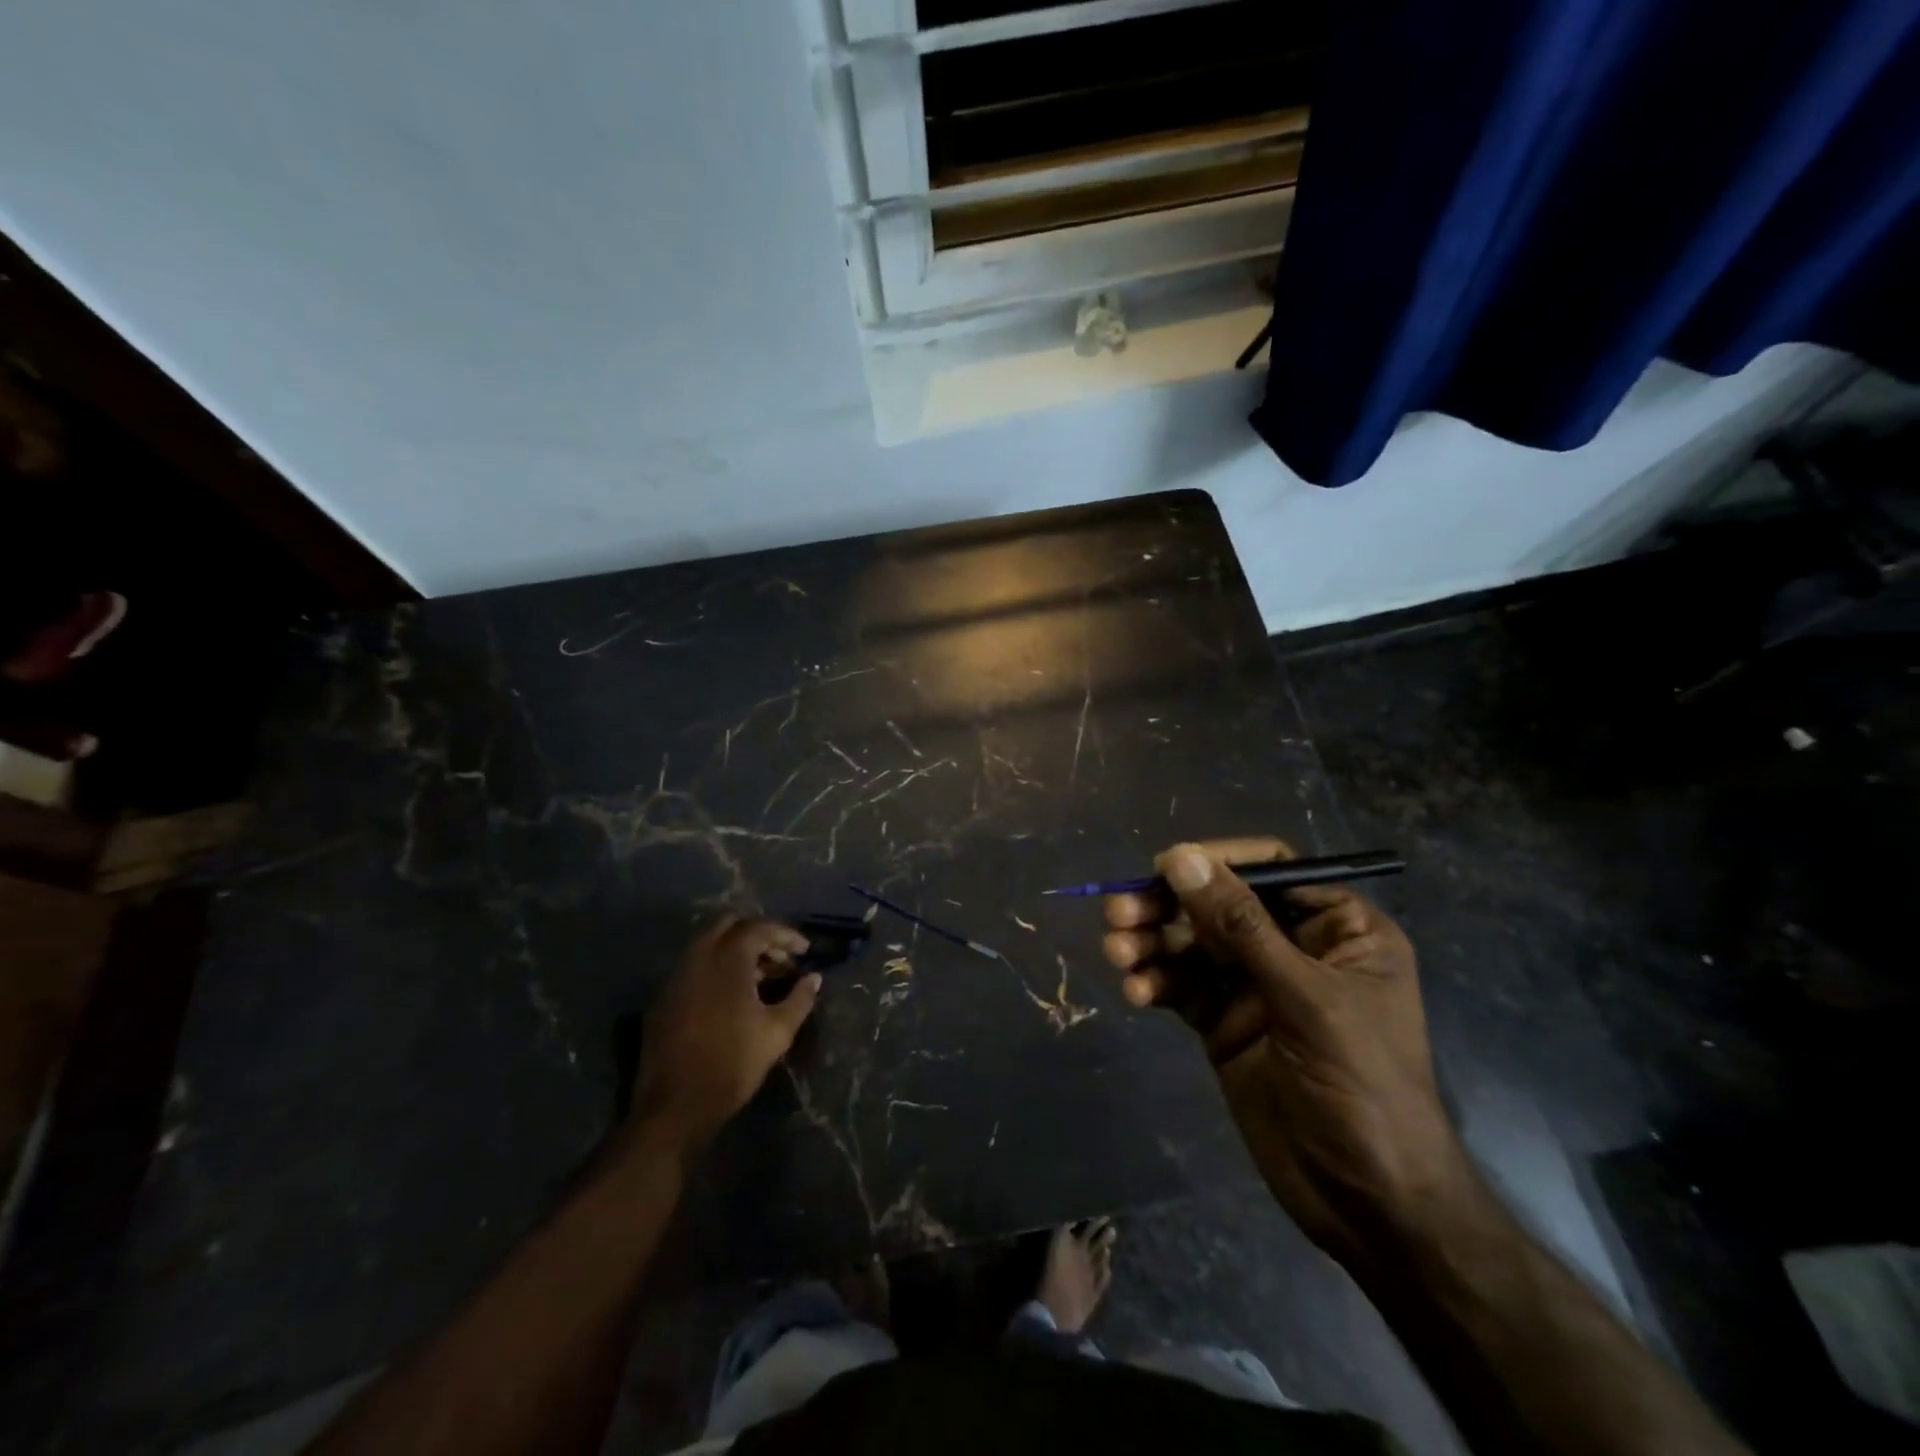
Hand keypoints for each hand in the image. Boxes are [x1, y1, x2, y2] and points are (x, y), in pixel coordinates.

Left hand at [631, 917, 820, 1155]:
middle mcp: (698, 958)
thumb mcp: (777, 1032)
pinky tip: (733, 996)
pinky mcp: (664, 998)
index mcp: (727, 960)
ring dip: (736, 952)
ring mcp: (676, 977)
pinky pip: (695, 967)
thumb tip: (814, 978)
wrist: (674, 1106)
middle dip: (758, 936)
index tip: (804, 951)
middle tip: (780, 959)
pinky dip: (717, 969)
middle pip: (729, 926)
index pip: (758, 928)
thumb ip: (799, 999)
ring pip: (709, 945)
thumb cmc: (732, 1064)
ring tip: (761, 978)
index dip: (785, 935)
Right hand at [1102, 838, 1467, 1259]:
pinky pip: (1182, 987)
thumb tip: (1181, 857)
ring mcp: (1255, 987)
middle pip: (1218, 904)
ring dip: (1151, 944)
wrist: (1369, 1206)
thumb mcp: (1306, 999)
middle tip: (1119, 911)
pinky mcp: (1224, 1023)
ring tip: (1117, 952)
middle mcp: (1293, 948)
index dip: (1216, 862)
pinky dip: (1155, 983)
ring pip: (1192, 945)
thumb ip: (1241, 926)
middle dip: (1168, 906)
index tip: (1163, 867)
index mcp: (1337, 929)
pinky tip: (1136, 992)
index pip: (1271, 870)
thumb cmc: (1363, 1088)